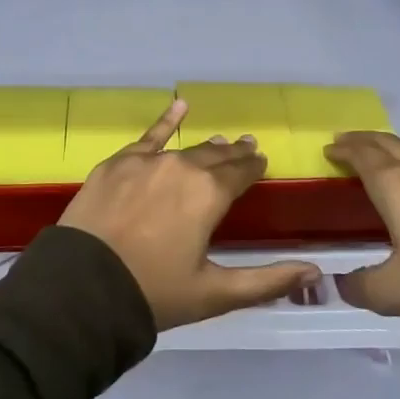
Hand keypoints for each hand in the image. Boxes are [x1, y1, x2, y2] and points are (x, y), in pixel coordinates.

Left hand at [61, 100, 321, 331]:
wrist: (83, 287)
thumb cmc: (155, 292)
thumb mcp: (215, 293)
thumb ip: (267, 280)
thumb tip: (316, 272)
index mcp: (210, 194)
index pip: (241, 173)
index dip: (254, 168)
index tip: (262, 163)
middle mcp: (182, 167)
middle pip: (215, 157)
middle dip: (234, 154)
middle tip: (247, 149)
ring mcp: (146, 161)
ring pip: (186, 148)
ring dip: (206, 147)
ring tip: (220, 142)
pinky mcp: (117, 163)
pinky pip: (148, 136)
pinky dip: (166, 120)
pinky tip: (179, 105)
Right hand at [327, 132, 399, 319]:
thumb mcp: (392, 291)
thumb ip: (361, 287)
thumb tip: (341, 285)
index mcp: (390, 185)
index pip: (360, 156)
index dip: (343, 151)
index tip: (329, 150)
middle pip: (385, 144)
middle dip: (363, 141)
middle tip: (347, 141)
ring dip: (394, 148)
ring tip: (384, 150)